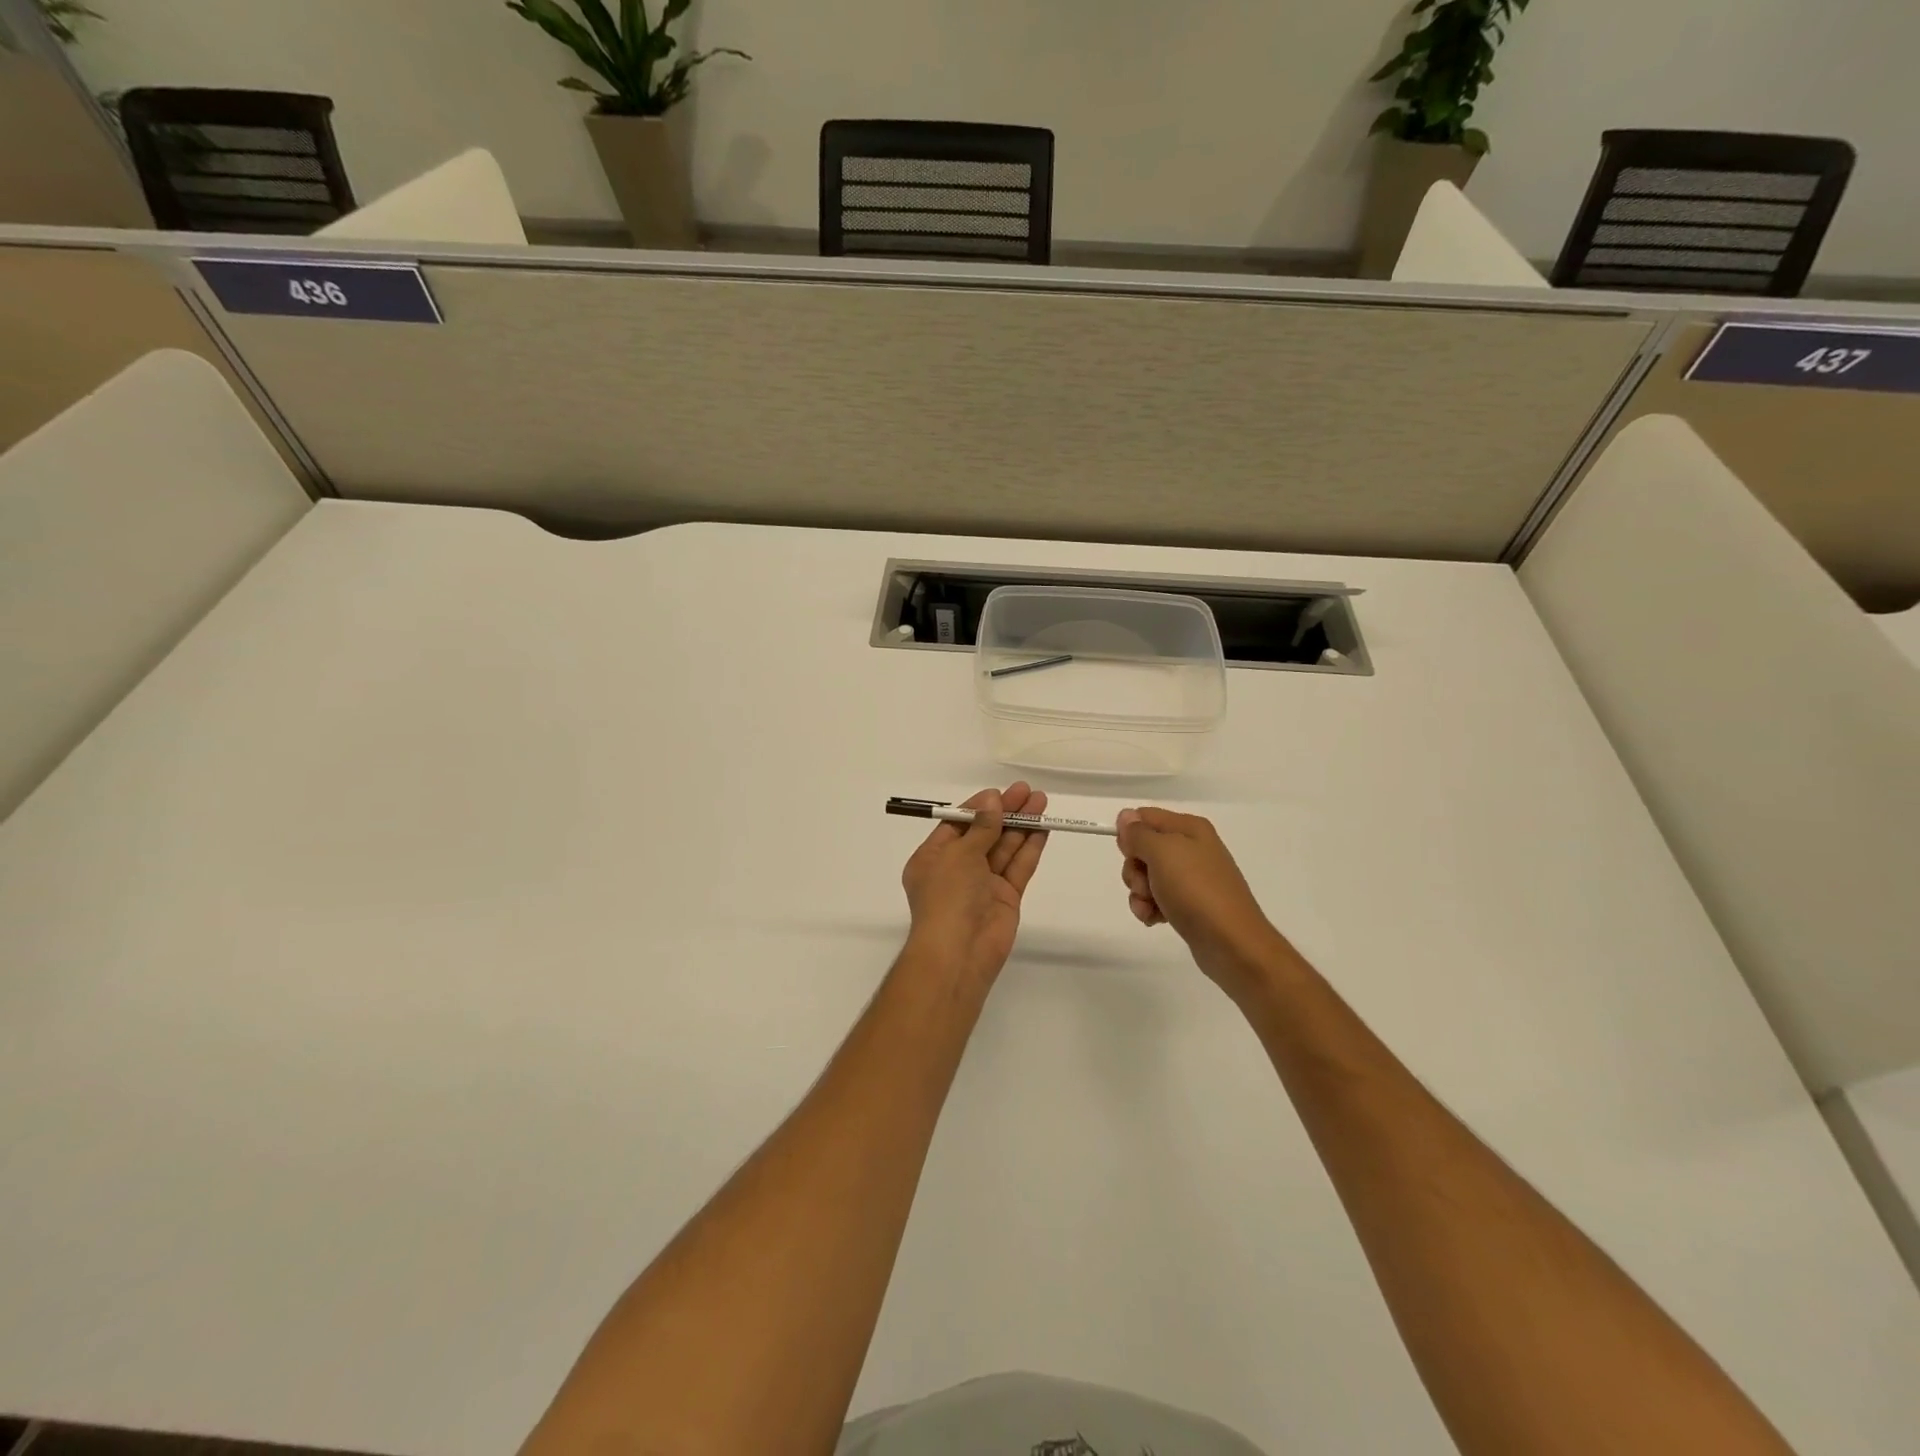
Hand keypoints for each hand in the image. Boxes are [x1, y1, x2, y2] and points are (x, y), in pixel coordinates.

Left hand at [900, 783, 1050, 993]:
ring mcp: (982, 885)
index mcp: (933, 858)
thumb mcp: (959, 854)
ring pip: (1004, 849)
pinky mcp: (1005, 898)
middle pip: (984, 834)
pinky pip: (1018, 868)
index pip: (957, 825)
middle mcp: (957, 869)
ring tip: (1041, 802)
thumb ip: (981, 827)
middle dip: (1005, 813)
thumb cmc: (947, 896)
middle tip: (1028, 791)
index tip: (1000, 793)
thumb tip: (992, 800)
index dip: (979, 808)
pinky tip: (1042, 829)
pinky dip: (1029, 848)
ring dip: (1021, 825)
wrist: (959, 952)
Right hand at [1117, 807, 1288, 1004]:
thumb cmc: (1196, 890)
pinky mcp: (1189, 904)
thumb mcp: (1162, 853)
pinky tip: (1155, 920)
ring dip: (1140, 892)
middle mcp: (1191, 848)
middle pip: (1143, 848)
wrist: (1232, 943)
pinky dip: (1150, 908)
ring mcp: (1191, 878)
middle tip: (1145, 885)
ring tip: (1150, 908)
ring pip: (1147, 876)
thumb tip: (1126, 816)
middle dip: (1134, 868)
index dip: (1130, 834)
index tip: (1129, 854)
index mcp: (1189, 828)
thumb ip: (1139, 833)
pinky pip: (1158, 898)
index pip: (1144, 817)